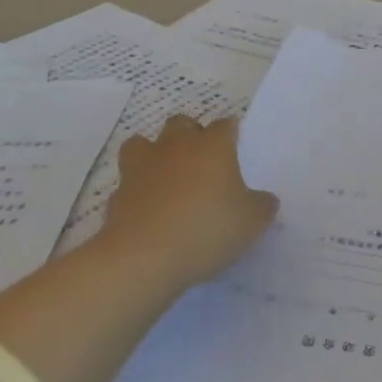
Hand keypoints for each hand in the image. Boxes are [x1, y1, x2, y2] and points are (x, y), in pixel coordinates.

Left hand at [99, 116, 276, 287]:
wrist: (143, 259)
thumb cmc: (206, 229)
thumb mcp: (252, 222)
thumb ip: (262, 206)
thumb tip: (264, 200)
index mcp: (212, 146)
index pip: (226, 124)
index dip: (232, 134)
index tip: (237, 150)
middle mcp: (176, 147)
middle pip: (181, 123)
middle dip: (190, 134)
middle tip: (202, 161)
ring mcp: (141, 168)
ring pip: (141, 143)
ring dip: (153, 153)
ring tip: (165, 176)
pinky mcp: (117, 196)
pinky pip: (127, 184)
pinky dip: (136, 192)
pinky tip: (147, 211)